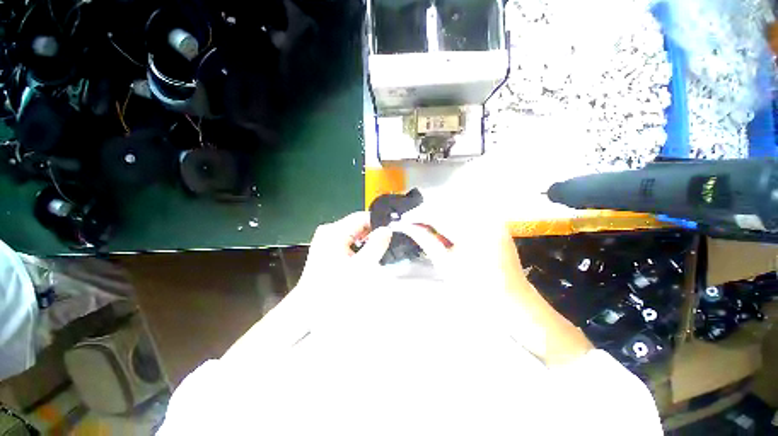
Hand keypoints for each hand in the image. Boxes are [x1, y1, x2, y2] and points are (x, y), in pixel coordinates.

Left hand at [297, 211, 392, 288]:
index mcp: (334, 231)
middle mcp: (328, 231)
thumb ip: (376, 245)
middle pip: (357, 224)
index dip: (378, 224)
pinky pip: (346, 240)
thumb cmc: (335, 288)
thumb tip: (387, 230)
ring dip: (365, 241)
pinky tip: (360, 258)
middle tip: (383, 247)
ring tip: (373, 254)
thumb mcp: (361, 266)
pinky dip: (356, 246)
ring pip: (352, 233)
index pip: (361, 217)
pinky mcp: (325, 247)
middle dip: (371, 234)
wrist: (311, 307)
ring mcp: (325, 239)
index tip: (389, 234)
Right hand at [390, 207, 533, 300]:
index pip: (438, 213)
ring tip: (424, 225)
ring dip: (437, 213)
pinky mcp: (494, 220)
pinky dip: (451, 216)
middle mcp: (484, 217)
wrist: (510, 300)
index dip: (417, 215)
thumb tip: (407, 225)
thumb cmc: (475, 289)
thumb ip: (426, 239)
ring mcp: (492, 217)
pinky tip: (442, 226)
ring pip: (456, 206)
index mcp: (472, 230)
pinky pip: (467, 212)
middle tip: (411, 223)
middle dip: (426, 212)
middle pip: (446, 205)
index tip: (403, 220)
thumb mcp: (445, 264)